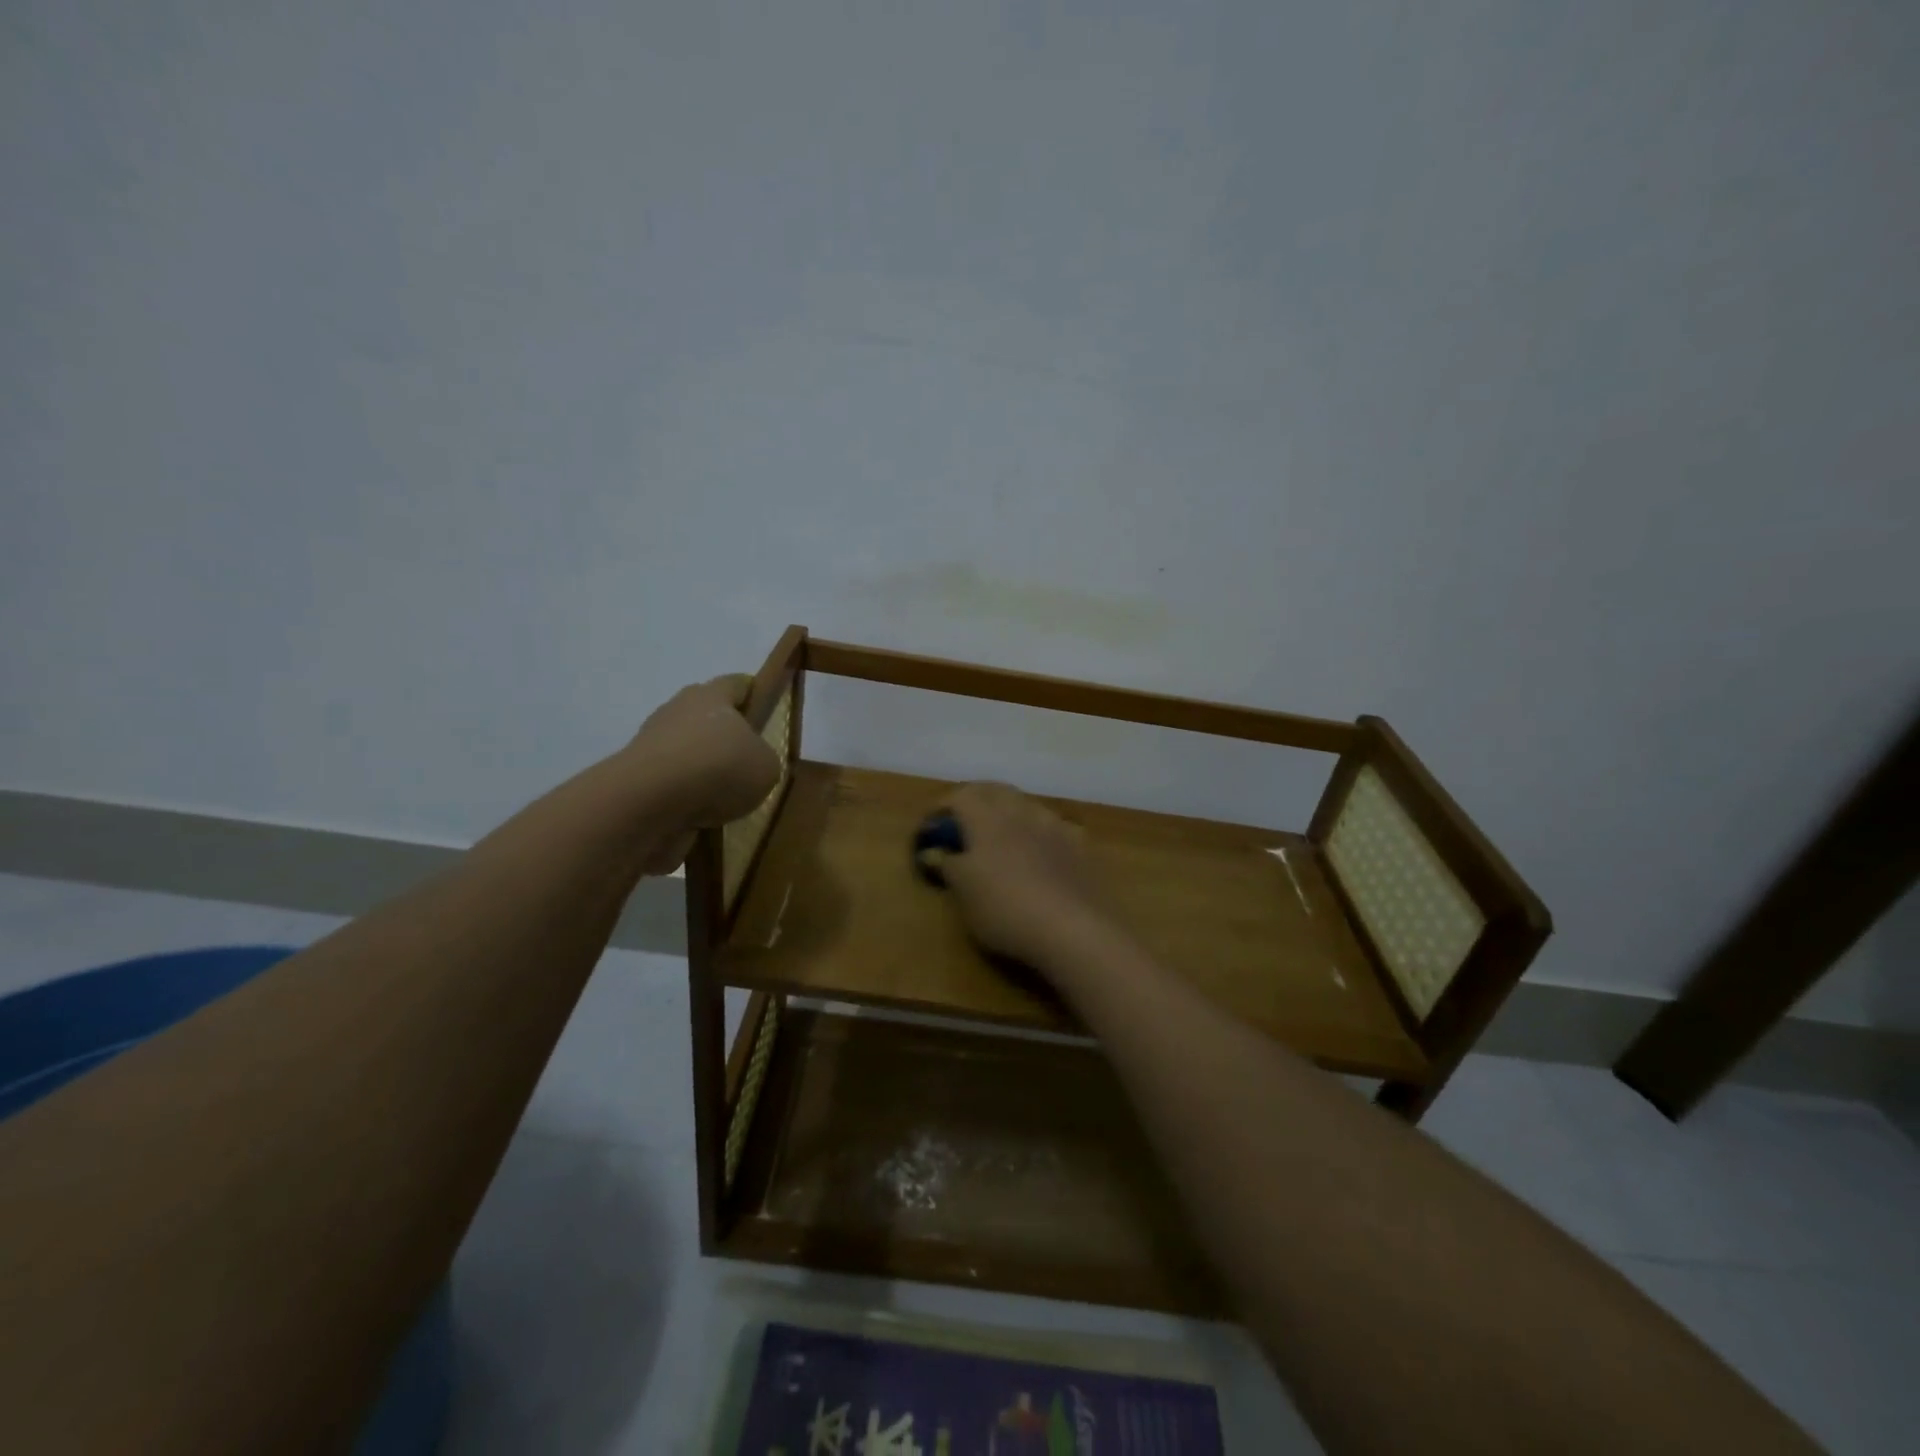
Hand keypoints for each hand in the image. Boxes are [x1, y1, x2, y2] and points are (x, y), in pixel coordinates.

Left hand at [623, 676, 781, 865]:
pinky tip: (704, 816)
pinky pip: (672, 784)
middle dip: (727, 737)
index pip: (736, 684)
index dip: (754, 695)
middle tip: (750, 763)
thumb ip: (764, 759)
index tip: (767, 712)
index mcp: (711, 695)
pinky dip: (687, 798)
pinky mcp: (637, 778)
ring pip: (688, 752)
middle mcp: (678, 711)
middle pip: (707, 718)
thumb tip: (751, 764)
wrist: (649, 803)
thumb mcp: (766, 766)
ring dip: (705, 771)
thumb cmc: (718, 768)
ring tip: (728, 799)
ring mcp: (652, 744)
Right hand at [934, 783, 1117, 978]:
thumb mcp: (964, 893)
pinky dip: (1038, 832)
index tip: (931, 829)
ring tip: (1001, 836)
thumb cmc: (1005, 908)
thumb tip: (933, 851)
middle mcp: (1020, 810)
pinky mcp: (1079, 843)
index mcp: (986, 818)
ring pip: (1025, 804)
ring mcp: (1054, 824)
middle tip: (962, 825)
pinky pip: (1052, 825)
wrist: (1074, 928)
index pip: (958, 796)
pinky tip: (1040, 852)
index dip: (941, 809)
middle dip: (975, 801)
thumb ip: (948, 865)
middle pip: (993, 790)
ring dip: (1008, 813)